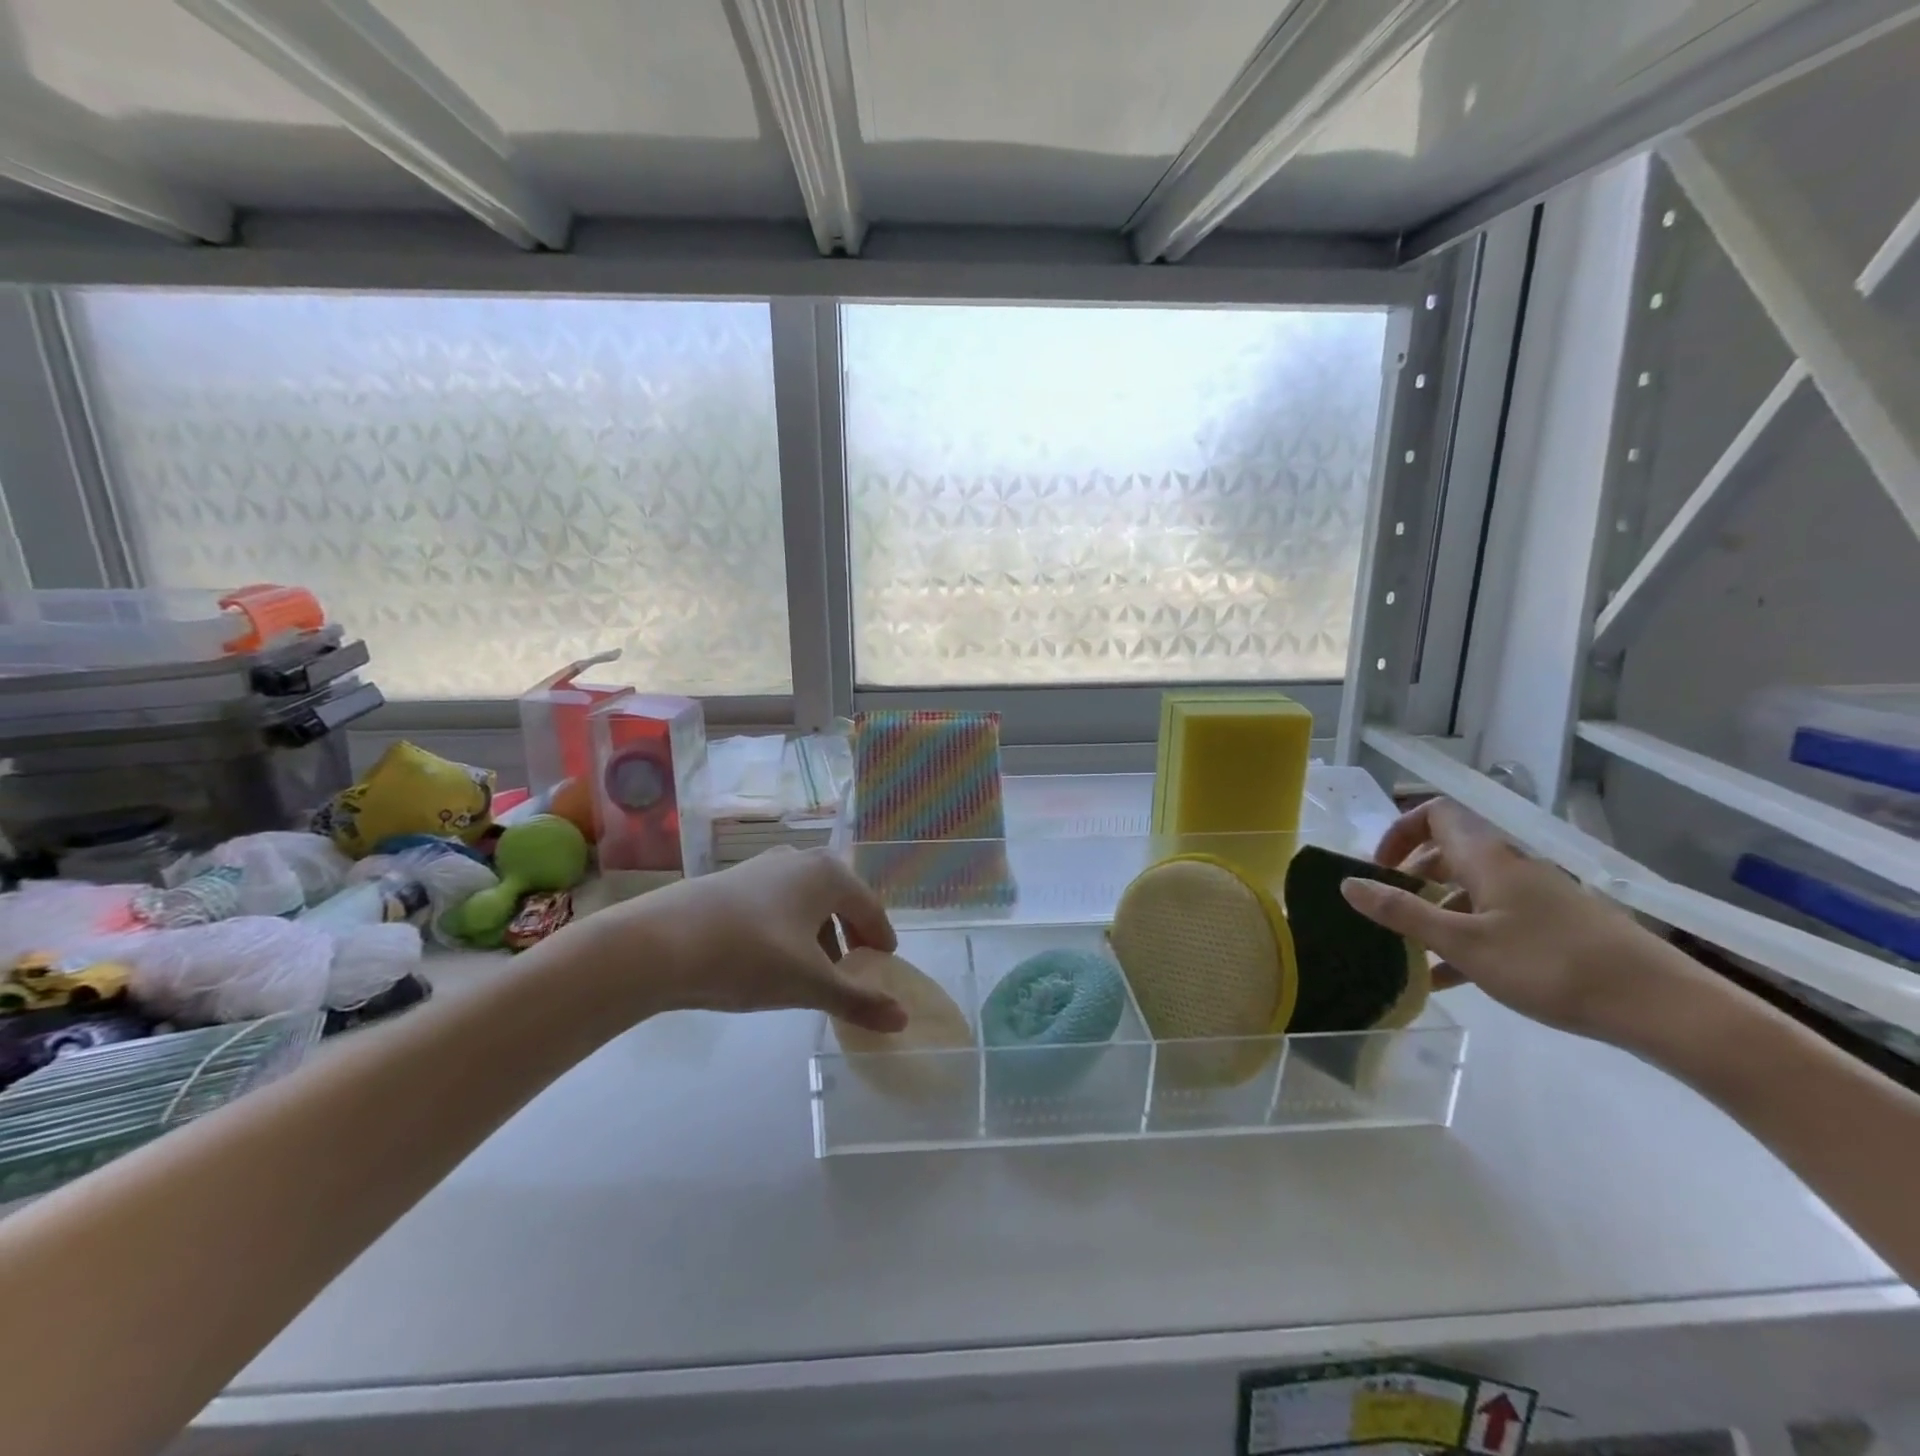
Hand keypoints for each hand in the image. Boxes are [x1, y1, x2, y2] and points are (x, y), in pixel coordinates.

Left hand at [585, 848, 908, 1031]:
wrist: (660, 943)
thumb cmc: (750, 956)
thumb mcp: (809, 983)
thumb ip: (858, 1000)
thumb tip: (904, 1020)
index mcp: (828, 874)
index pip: (870, 908)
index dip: (880, 938)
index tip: (886, 963)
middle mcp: (800, 860)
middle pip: (840, 899)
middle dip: (850, 933)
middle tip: (856, 967)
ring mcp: (763, 867)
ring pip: (806, 901)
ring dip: (819, 932)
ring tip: (815, 969)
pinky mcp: (733, 882)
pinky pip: (777, 903)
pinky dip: (789, 928)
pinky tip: (773, 959)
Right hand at [1337, 798, 1685, 1042]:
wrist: (1665, 1008)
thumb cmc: (1552, 966)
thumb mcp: (1464, 943)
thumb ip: (1403, 912)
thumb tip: (1348, 883)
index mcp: (1488, 858)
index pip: (1436, 815)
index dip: (1399, 831)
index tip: (1379, 867)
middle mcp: (1512, 868)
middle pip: (1450, 852)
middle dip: (1412, 876)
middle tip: (1389, 911)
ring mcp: (1539, 899)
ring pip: (1472, 890)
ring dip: (1437, 912)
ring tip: (1412, 952)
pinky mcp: (1559, 929)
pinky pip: (1497, 920)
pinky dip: (1467, 937)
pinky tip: (1450, 979)